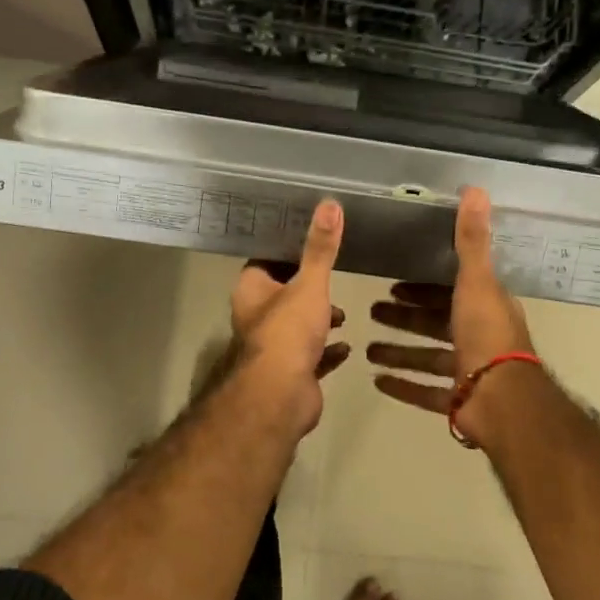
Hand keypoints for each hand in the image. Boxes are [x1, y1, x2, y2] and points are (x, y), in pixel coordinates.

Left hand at [226, 199, 348, 438]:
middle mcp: (257, 316)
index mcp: (252, 290)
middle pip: (283, 293)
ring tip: (344, 312)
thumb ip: (321, 248)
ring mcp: (274, 348)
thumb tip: (330, 204)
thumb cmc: (288, 331)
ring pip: (298, 326)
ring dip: (320, 319)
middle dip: (308, 287)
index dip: (287, 250)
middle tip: (333, 276)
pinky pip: (313, 356)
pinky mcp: (292, 373)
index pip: (266, 261)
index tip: (312, 239)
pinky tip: (347, 345)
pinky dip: (328, 350)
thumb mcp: (309, 283)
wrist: (281, 396)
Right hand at [368, 188, 535, 443]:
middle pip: (435, 323)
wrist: (502, 400)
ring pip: (428, 358)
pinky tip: (378, 381)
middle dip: (405, 317)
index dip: (422, 287)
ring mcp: (469, 372)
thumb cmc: (486, 335)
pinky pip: (426, 392)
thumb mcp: (476, 281)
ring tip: (367, 349)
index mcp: (485, 308)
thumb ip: (471, 239)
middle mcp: (479, 337)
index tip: (394, 284)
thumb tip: (475, 189)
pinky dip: (404, 386)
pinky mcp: (458, 400)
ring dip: (399, 352)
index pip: (450, 291)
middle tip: (372, 310)